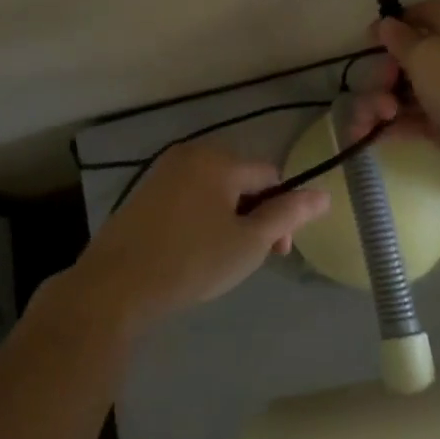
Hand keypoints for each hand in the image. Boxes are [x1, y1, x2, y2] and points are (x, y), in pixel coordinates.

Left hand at [66, 142, 328, 334]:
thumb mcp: (249, 242)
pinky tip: (191, 249)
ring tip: (219, 257)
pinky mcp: (145, 191)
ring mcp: (164, 170)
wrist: (116, 285)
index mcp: (220, 159)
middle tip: (248, 256)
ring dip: (228, 216)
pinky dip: (200, 217)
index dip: (281, 211)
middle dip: (254, 214)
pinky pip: (188, 196)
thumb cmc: (192, 261)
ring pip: (214, 189)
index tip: (276, 251)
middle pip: (241, 178)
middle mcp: (191, 153)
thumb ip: (288, 214)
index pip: (270, 175)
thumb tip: (324, 194)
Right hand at [350, 0, 439, 180]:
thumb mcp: (425, 54)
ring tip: (374, 120)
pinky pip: (409, 119)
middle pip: (405, 57)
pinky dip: (389, 125)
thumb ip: (400, 39)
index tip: (369, 38)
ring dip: (379, 102)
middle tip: (381, 89)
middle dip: (382, 74)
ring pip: (403, 91)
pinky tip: (368, 135)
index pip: (423, 13)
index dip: (395, 22)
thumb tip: (386, 23)